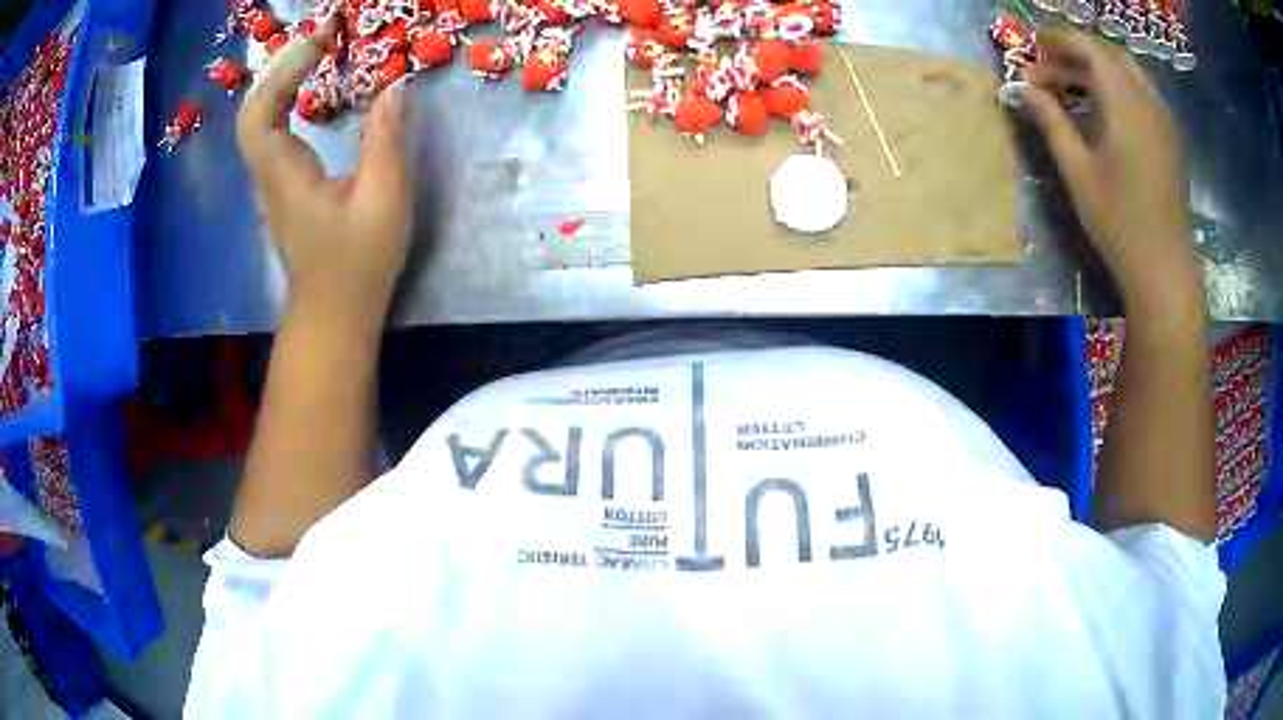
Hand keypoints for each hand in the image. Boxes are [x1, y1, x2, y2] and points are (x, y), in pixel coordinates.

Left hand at [237, 26, 411, 323]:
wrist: (334, 316)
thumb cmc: (358, 265)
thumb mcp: (383, 199)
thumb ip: (386, 138)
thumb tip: (396, 83)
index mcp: (285, 175)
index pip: (259, 113)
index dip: (283, 70)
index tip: (322, 39)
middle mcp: (269, 173)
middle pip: (253, 109)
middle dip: (282, 64)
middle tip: (322, 35)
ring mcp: (272, 180)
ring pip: (259, 118)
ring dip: (283, 77)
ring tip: (319, 48)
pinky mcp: (282, 184)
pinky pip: (273, 129)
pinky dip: (288, 97)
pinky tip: (312, 84)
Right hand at [1020, 32, 1200, 313]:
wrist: (1164, 270)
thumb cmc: (1119, 223)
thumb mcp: (1078, 171)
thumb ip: (1051, 120)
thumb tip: (1022, 89)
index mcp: (1125, 103)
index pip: (1088, 48)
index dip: (1057, 43)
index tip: (1032, 54)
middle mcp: (1148, 101)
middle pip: (1108, 54)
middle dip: (1075, 54)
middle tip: (1049, 72)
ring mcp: (1163, 119)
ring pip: (1126, 71)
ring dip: (1096, 69)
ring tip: (1072, 89)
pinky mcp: (1170, 137)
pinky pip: (1140, 92)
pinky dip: (1116, 87)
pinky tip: (1103, 109)